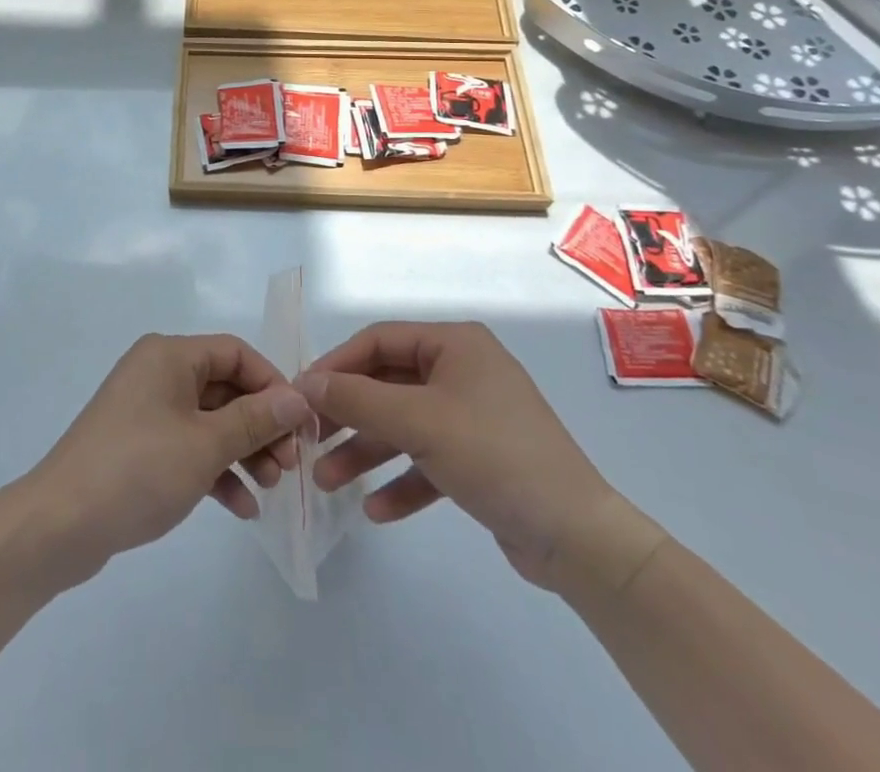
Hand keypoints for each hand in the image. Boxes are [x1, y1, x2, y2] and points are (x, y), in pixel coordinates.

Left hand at [23, 334, 312, 584]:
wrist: (60, 524)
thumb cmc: (139, 469)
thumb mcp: (205, 444)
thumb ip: (255, 419)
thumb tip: (297, 398)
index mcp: (169, 355)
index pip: (235, 353)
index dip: (272, 385)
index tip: (301, 424)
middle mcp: (158, 373)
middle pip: (225, 388)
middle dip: (261, 425)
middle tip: (290, 465)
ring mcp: (146, 410)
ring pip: (210, 421)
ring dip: (243, 451)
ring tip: (272, 488)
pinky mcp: (139, 446)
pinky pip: (188, 447)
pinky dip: (215, 470)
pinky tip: (242, 508)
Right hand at [300, 321, 662, 595]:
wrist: (578, 539)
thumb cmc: (495, 456)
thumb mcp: (420, 422)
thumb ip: (359, 399)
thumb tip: (306, 383)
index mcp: (455, 345)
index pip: (379, 341)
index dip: (337, 365)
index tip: (302, 394)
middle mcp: (462, 372)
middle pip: (388, 385)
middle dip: (349, 415)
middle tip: (308, 439)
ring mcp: (472, 416)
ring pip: (404, 425)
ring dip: (366, 452)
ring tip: (327, 481)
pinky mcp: (479, 460)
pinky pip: (427, 461)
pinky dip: (401, 481)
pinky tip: (376, 510)